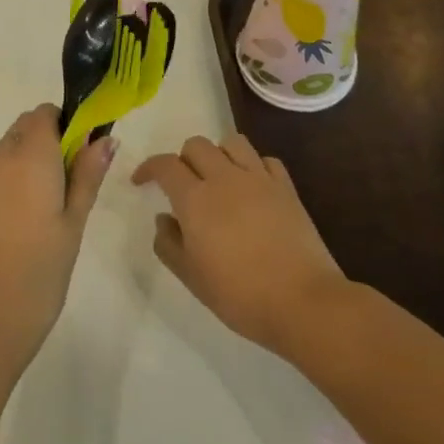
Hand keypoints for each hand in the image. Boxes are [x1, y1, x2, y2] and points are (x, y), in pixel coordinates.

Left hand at [0, 105, 115, 383]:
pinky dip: (21, 173)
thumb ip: (88, 176)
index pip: (48, 112)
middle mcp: (3, 158)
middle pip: (29, 125)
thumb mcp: (74, 223)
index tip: (92, 149)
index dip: (72, 121)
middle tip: (81, 175)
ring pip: (14, 145)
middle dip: (56, 136)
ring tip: (63, 197)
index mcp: (30, 156)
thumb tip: (106, 138)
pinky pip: (2, 167)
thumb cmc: (39, 273)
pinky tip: (37, 211)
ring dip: (38, 154)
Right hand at [134, 133, 348, 357]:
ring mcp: (259, 179)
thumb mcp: (191, 277)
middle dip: (183, 159)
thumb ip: (169, 243)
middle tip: (182, 185)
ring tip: (217, 178)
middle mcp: (225, 178)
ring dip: (218, 154)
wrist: (302, 301)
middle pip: (197, 145)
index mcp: (195, 199)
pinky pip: (265, 160)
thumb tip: (164, 219)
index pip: (165, 165)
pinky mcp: (287, 187)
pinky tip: (252, 187)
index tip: (141, 181)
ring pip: (233, 142)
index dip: (149, 168)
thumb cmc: (239, 295)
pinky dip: (253, 166)